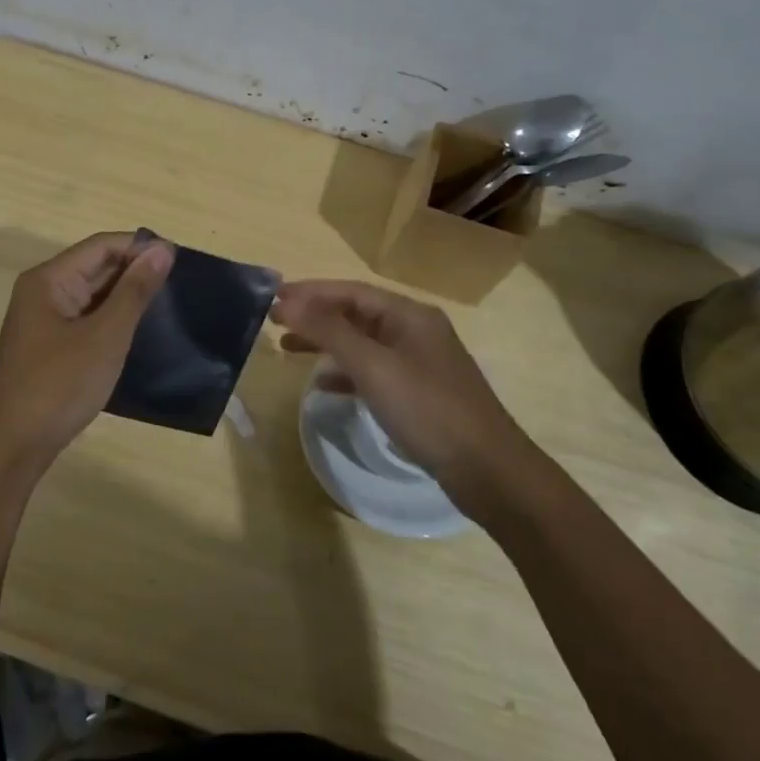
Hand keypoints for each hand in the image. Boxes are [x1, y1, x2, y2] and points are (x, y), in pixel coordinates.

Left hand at [0, 231, 174, 467]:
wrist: (11, 446)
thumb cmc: (58, 385)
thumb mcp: (105, 336)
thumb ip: (135, 291)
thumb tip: (162, 249)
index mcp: (49, 280)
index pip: (102, 246)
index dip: (140, 247)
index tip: (180, 260)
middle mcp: (43, 292)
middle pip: (95, 267)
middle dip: (135, 272)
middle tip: (181, 286)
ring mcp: (44, 322)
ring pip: (92, 296)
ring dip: (126, 298)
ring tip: (168, 307)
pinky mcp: (49, 347)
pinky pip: (86, 320)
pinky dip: (112, 321)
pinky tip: (139, 333)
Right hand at [271, 280, 541, 515]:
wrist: (487, 469)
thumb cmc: (428, 410)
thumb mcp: (374, 367)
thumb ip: (330, 332)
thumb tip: (287, 302)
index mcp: (409, 315)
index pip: (350, 291)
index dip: (310, 292)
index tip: (272, 298)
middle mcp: (414, 331)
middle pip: (356, 313)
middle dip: (315, 315)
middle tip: (274, 322)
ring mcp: (418, 362)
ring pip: (362, 342)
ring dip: (326, 342)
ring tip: (288, 347)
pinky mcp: (417, 393)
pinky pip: (372, 371)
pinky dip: (345, 372)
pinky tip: (323, 384)